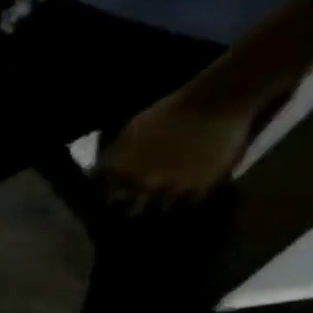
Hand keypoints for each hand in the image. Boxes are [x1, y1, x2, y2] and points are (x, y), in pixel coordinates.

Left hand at [98, 89, 256, 215]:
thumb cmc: (163, 113)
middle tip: (135, 203)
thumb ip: (114, 158)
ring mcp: (170, 187)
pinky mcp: (202, 186)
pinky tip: (187, 198)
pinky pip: (191, 203)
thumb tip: (102, 172)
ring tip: (162, 202)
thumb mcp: (125, 135)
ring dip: (159, 205)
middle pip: (128, 207)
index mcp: (117, 170)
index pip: (103, 194)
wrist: (210, 104)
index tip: (112, 196)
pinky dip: (187, 201)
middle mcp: (139, 184)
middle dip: (130, 205)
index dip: (108, 195)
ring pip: (159, 208)